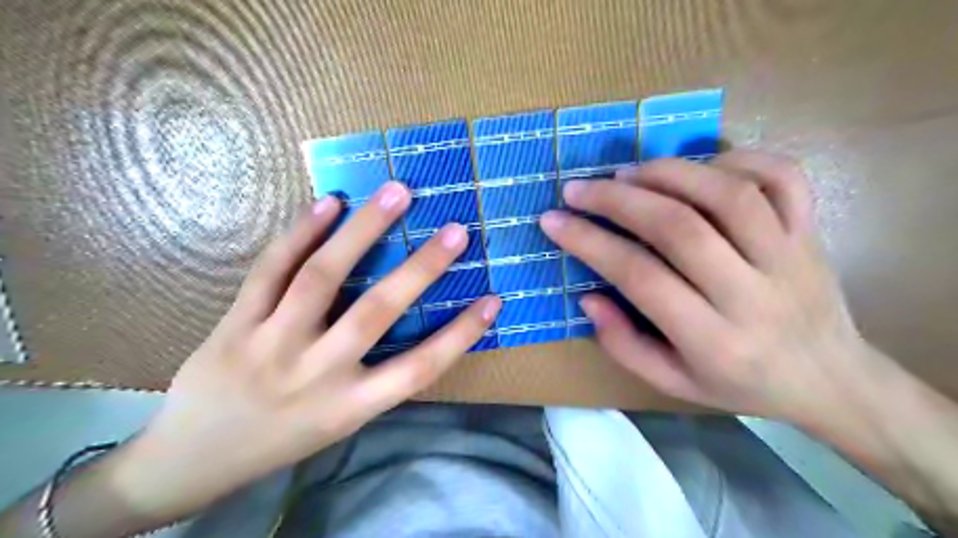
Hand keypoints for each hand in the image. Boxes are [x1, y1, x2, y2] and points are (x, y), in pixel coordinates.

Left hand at [108, 180, 504, 520]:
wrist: (192, 461)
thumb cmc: (283, 439)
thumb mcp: (340, 421)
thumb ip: (375, 378)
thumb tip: (414, 324)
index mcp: (350, 406)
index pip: (419, 369)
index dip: (461, 334)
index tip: (494, 300)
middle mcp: (316, 373)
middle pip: (376, 313)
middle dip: (421, 269)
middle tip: (455, 230)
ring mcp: (271, 344)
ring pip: (321, 278)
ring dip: (363, 231)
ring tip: (396, 193)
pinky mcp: (235, 323)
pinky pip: (270, 270)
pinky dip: (301, 232)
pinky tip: (328, 203)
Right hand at [537, 149, 874, 422]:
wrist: (831, 379)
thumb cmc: (740, 384)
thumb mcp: (672, 383)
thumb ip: (623, 344)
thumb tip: (588, 296)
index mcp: (714, 340)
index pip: (640, 277)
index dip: (589, 243)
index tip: (553, 221)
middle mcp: (753, 293)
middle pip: (680, 227)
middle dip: (618, 201)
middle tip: (579, 189)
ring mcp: (789, 256)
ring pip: (727, 194)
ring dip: (667, 173)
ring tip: (626, 173)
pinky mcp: (811, 231)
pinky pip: (782, 177)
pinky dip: (736, 158)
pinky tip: (699, 168)